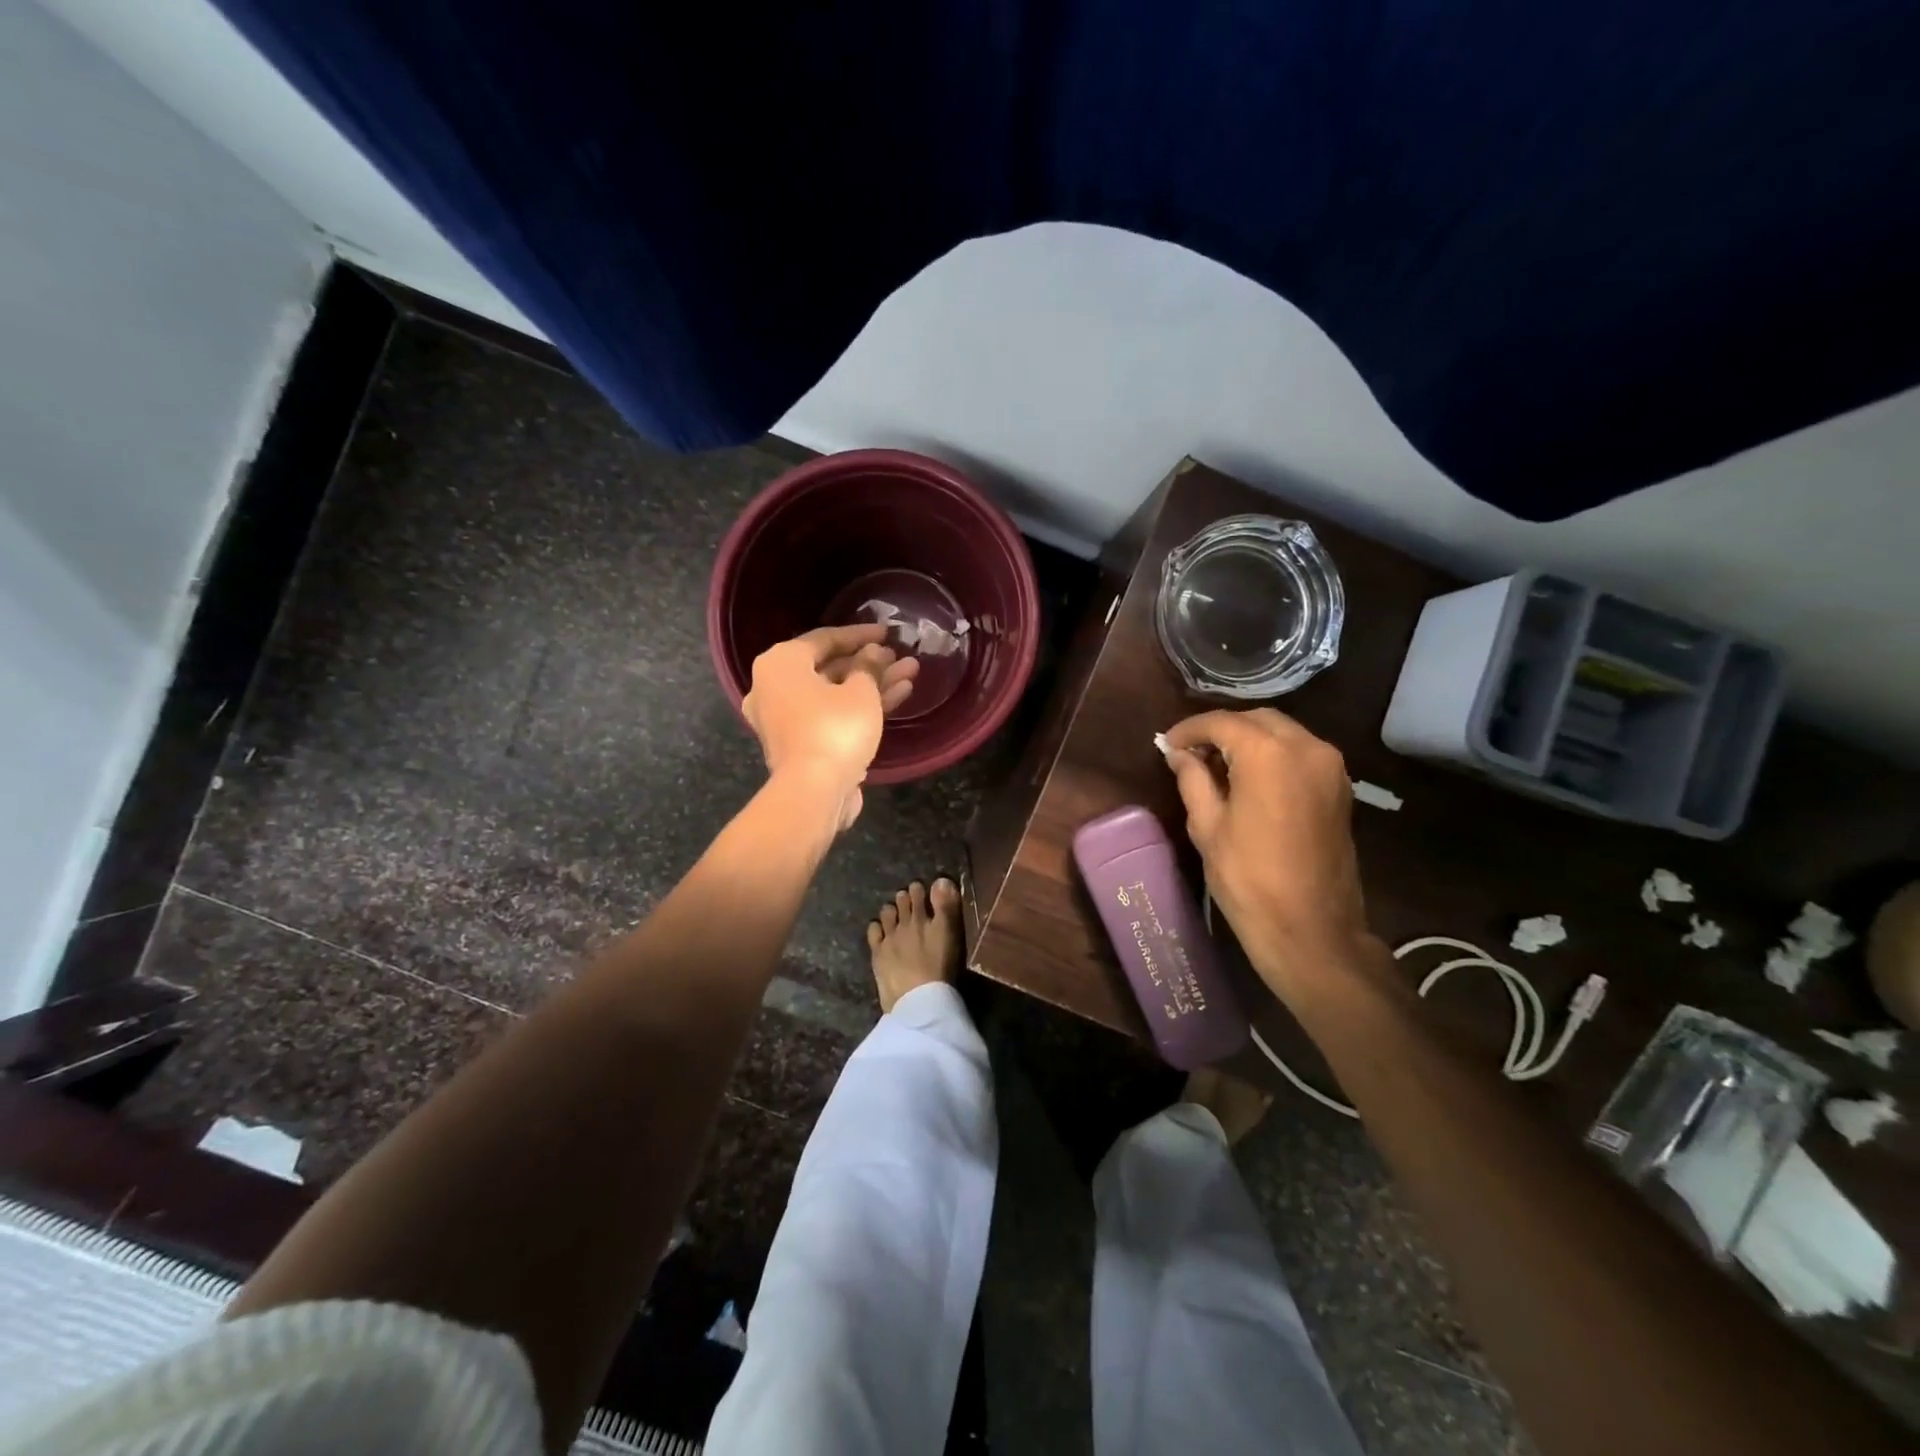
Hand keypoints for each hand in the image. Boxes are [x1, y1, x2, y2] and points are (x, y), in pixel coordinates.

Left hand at [744, 624, 917, 830]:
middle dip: (870, 663)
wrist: (813, 792)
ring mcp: (786, 718)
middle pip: (830, 667)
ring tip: (910, 674)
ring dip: (872, 684)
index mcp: (780, 664)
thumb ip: (869, 666)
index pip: (824, 638)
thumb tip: (874, 653)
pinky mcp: (801, 743)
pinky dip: (860, 706)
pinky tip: (898, 696)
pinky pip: (832, 714)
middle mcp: (774, 687)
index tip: (888, 633)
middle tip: (900, 657)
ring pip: (835, 693)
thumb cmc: (834, 729)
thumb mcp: (860, 691)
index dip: (860, 634)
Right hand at [1162, 708, 1371, 997]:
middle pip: (1256, 720)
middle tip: (1190, 753)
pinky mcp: (1340, 787)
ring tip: (1217, 766)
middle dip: (1221, 730)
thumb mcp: (1207, 827)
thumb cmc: (1248, 878)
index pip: (1221, 723)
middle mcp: (1306, 747)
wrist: (1311, 929)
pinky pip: (1300, 753)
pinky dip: (1272, 754)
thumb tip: (1179, 754)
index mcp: (1269, 754)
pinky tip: (1248, 778)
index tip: (1167, 744)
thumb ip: (1192, 779)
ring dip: (1248, 740)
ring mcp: (1330, 766)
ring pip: (1281, 732)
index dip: (1189, 730)